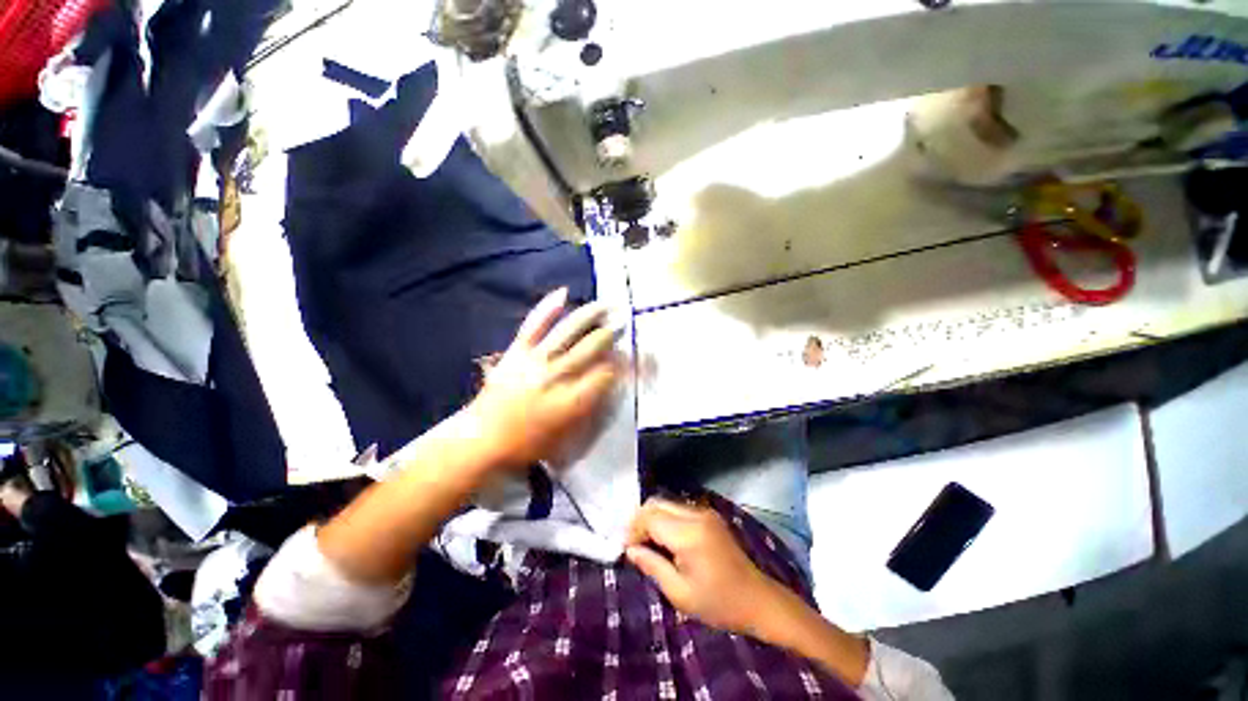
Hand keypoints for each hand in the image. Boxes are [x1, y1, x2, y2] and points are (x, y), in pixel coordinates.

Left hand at [465, 288, 622, 469]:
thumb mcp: (569, 439)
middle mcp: (557, 376)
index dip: (626, 363)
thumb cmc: (528, 446)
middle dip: (612, 335)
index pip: (607, 373)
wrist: (482, 441)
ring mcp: (535, 360)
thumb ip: (593, 411)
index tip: (635, 355)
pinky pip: (534, 325)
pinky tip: (563, 293)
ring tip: (606, 305)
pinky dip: (548, 308)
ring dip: (590, 316)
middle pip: (592, 348)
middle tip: (624, 324)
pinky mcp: (516, 352)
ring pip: (568, 332)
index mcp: (571, 401)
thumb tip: (613, 386)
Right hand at [625, 497, 781, 636]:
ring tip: (649, 543)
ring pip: (667, 503)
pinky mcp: (710, 515)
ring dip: (653, 518)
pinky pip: (679, 508)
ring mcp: (704, 511)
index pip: (650, 517)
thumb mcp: (680, 593)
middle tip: (635, 545)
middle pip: (656, 503)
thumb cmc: (718, 603)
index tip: (628, 548)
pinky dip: (666, 518)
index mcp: (688, 534)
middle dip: (641, 520)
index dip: (634, 529)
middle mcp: (696, 514)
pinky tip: (667, 540)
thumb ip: (652, 566)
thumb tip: (630, 549)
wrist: (757, 599)